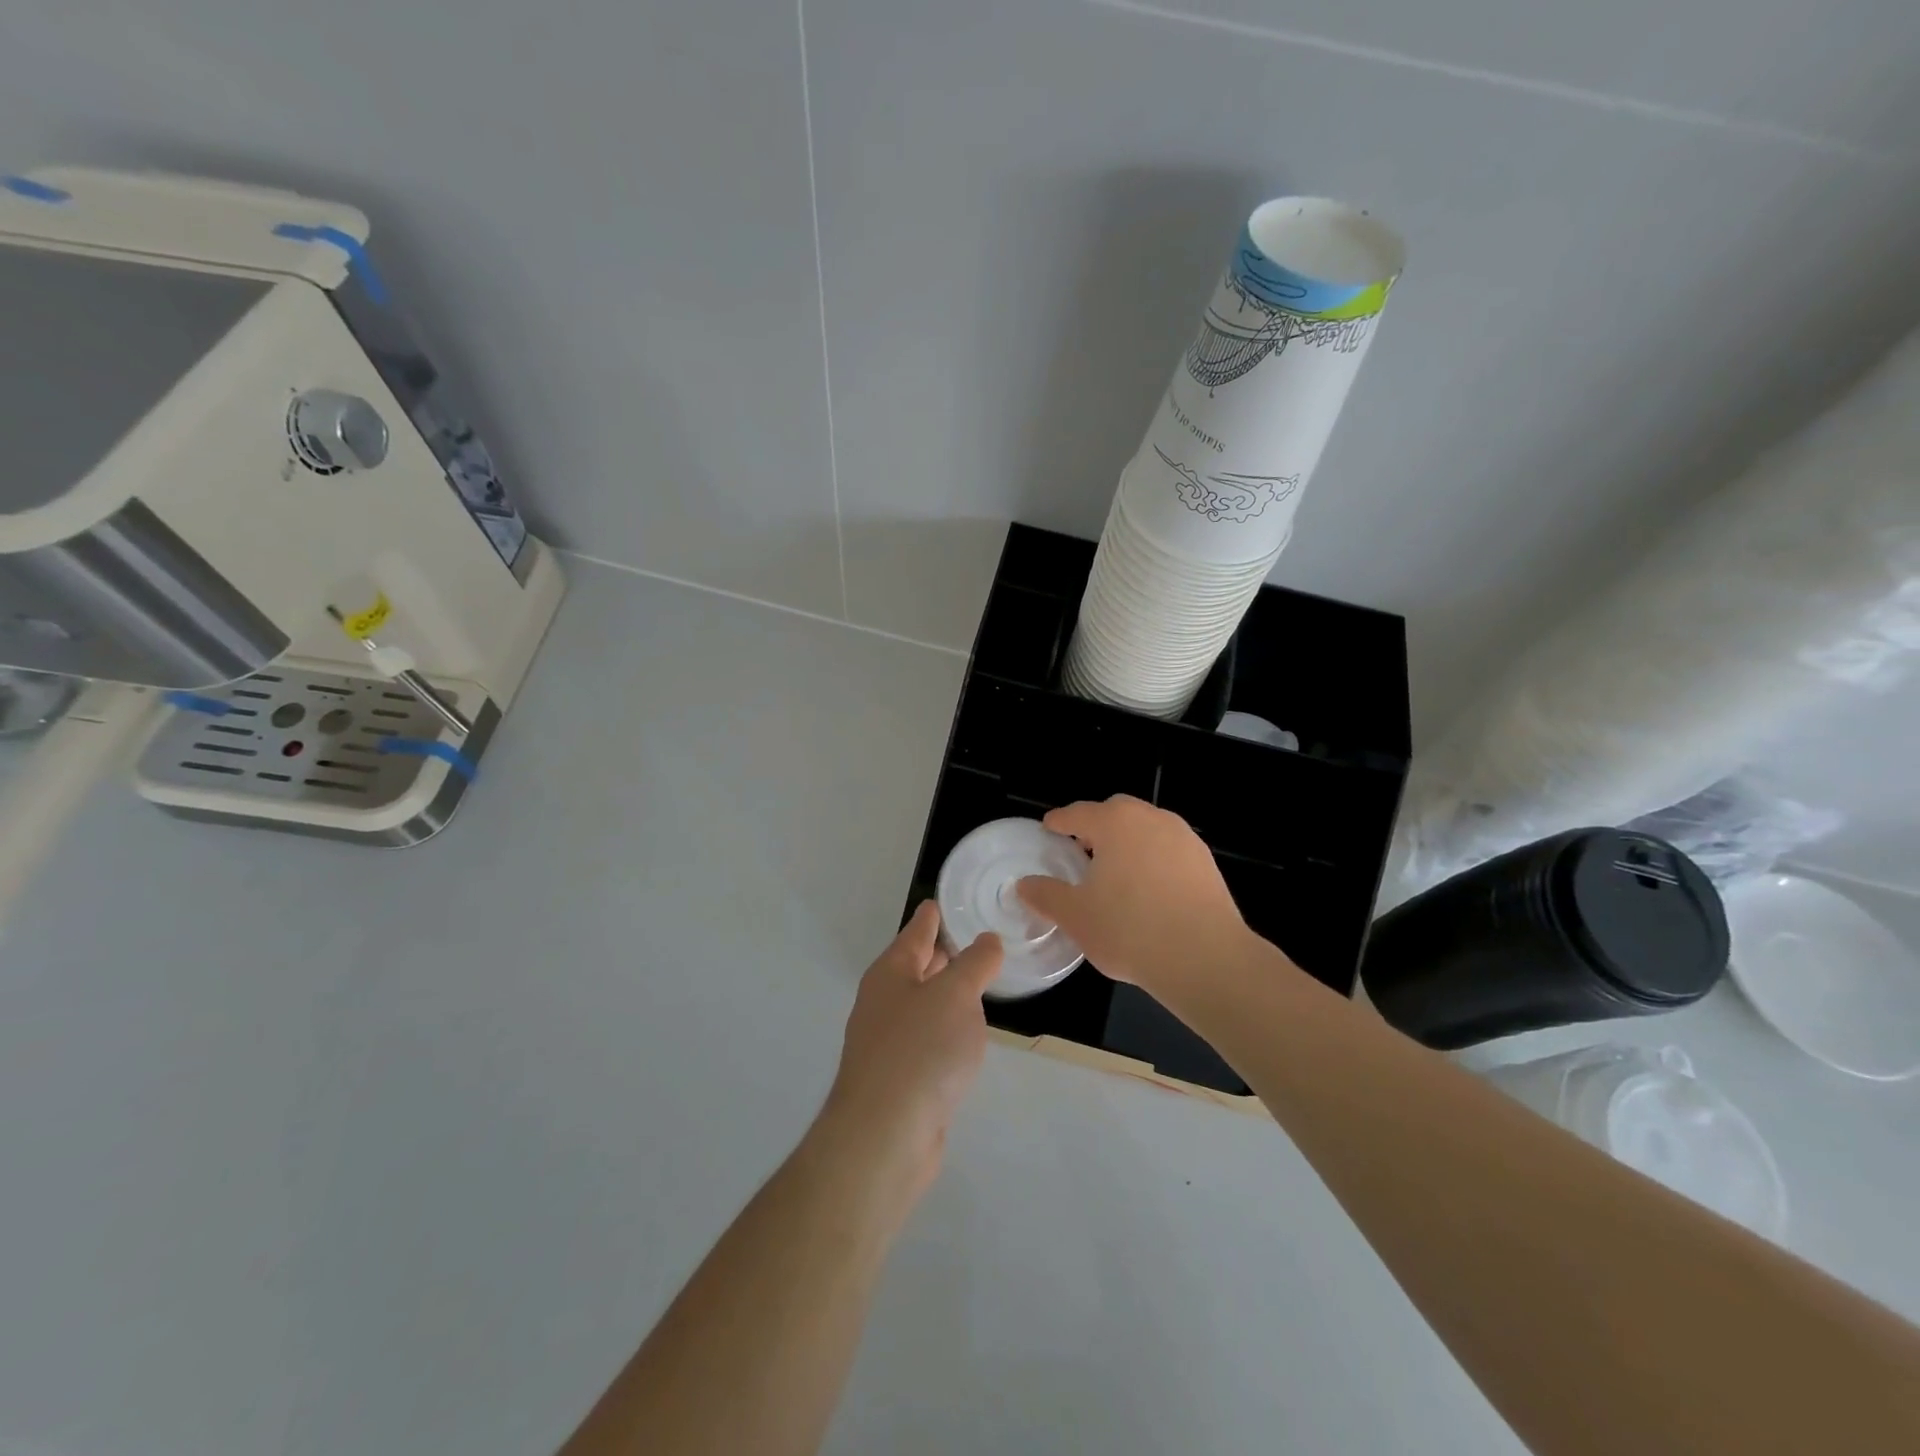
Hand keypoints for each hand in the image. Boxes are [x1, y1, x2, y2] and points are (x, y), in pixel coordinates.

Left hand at [820, 902, 1002, 1198]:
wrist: (885, 1135)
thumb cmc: (920, 1050)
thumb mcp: (956, 995)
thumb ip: (975, 963)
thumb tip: (986, 941)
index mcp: (892, 972)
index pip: (916, 932)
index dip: (932, 916)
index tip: (942, 900)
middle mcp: (885, 1001)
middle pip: (916, 966)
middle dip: (942, 953)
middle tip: (975, 938)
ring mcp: (888, 1041)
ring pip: (923, 1003)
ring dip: (947, 992)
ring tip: (977, 981)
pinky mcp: (900, 1077)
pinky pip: (928, 1037)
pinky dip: (946, 1027)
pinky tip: (965, 1034)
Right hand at [1017, 795, 1249, 994]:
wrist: (1205, 958)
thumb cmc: (1130, 930)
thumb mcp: (1076, 916)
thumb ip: (1046, 895)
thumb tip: (1024, 884)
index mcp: (1115, 823)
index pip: (1078, 813)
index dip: (1059, 821)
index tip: (1049, 828)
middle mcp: (1151, 819)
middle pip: (1116, 813)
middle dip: (1096, 826)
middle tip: (1080, 849)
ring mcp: (1184, 838)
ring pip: (1146, 829)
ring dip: (1128, 841)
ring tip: (1115, 871)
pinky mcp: (1206, 862)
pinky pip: (1169, 850)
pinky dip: (1153, 860)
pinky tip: (1148, 890)